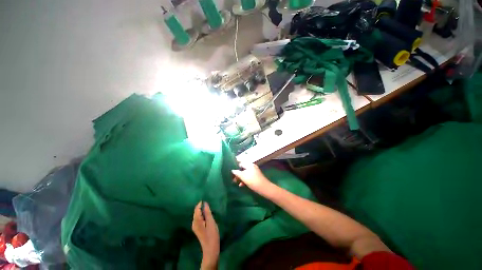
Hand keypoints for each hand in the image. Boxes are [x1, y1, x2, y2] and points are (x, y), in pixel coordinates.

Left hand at [192, 202, 218, 269]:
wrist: (211, 249)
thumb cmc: (212, 235)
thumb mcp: (211, 222)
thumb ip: (207, 212)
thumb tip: (205, 203)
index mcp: (196, 221)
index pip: (197, 209)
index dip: (201, 203)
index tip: (206, 198)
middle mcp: (194, 223)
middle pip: (196, 211)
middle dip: (201, 206)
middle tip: (208, 201)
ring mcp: (195, 226)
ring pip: (198, 215)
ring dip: (202, 210)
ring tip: (208, 206)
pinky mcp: (198, 228)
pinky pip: (199, 218)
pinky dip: (202, 214)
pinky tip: (207, 214)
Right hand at [232, 163, 271, 193]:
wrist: (264, 188)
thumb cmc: (253, 181)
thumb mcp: (243, 177)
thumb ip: (237, 173)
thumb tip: (232, 170)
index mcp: (249, 165)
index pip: (240, 163)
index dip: (235, 166)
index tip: (230, 169)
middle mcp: (252, 166)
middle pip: (242, 168)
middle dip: (237, 173)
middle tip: (232, 178)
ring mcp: (254, 171)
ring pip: (245, 173)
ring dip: (240, 177)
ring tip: (236, 182)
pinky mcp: (255, 177)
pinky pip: (248, 176)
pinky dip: (244, 180)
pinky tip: (241, 185)